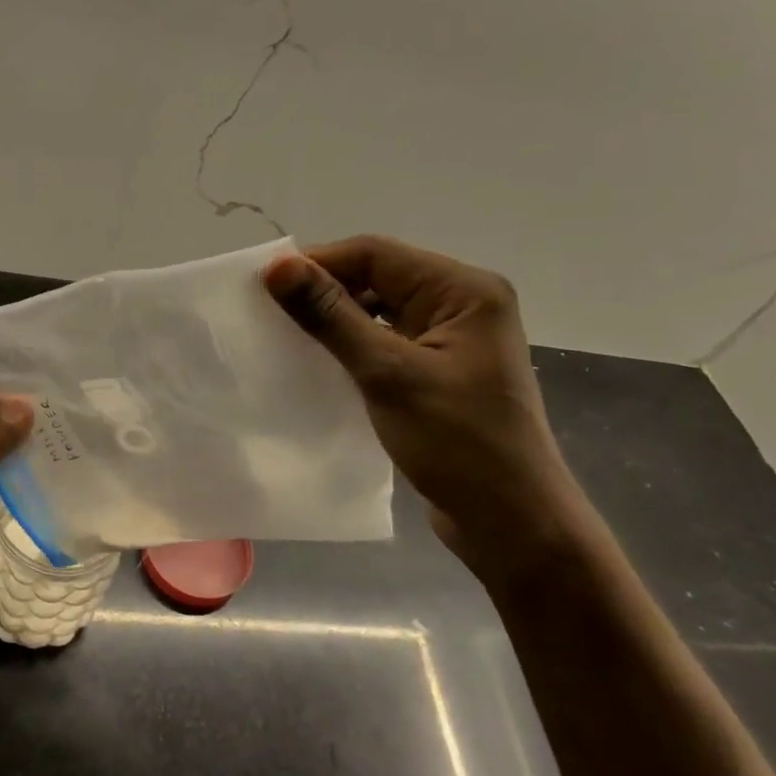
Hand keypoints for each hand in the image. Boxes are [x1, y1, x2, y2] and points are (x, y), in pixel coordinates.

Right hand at [265, 236, 584, 578]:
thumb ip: (331, 316)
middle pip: (380, 277)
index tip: (263, 285)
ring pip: (381, 311)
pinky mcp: (441, 370)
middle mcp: (463, 303)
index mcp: (464, 290)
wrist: (512, 521)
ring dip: (336, 320)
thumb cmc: (457, 443)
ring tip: (286, 337)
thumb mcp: (388, 374)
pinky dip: (353, 347)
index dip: (318, 262)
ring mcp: (453, 339)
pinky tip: (320, 364)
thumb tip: (278, 267)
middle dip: (325, 290)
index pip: (377, 254)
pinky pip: (388, 342)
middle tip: (268, 313)